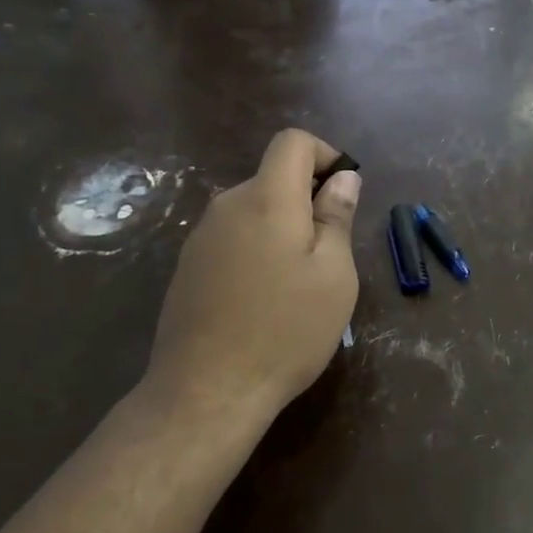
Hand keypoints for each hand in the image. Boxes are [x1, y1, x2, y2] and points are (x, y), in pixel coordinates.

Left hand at [145, 129, 360, 420]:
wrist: (207, 390)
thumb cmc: (286, 330)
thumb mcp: (333, 275)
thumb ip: (336, 218)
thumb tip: (343, 178)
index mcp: (267, 199)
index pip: (293, 142)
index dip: (326, 155)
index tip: (343, 195)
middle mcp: (227, 205)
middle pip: (273, 178)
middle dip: (308, 201)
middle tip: (330, 256)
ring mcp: (201, 236)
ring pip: (254, 211)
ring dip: (283, 230)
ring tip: (299, 285)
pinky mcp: (188, 266)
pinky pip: (233, 239)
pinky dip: (258, 250)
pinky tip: (264, 300)